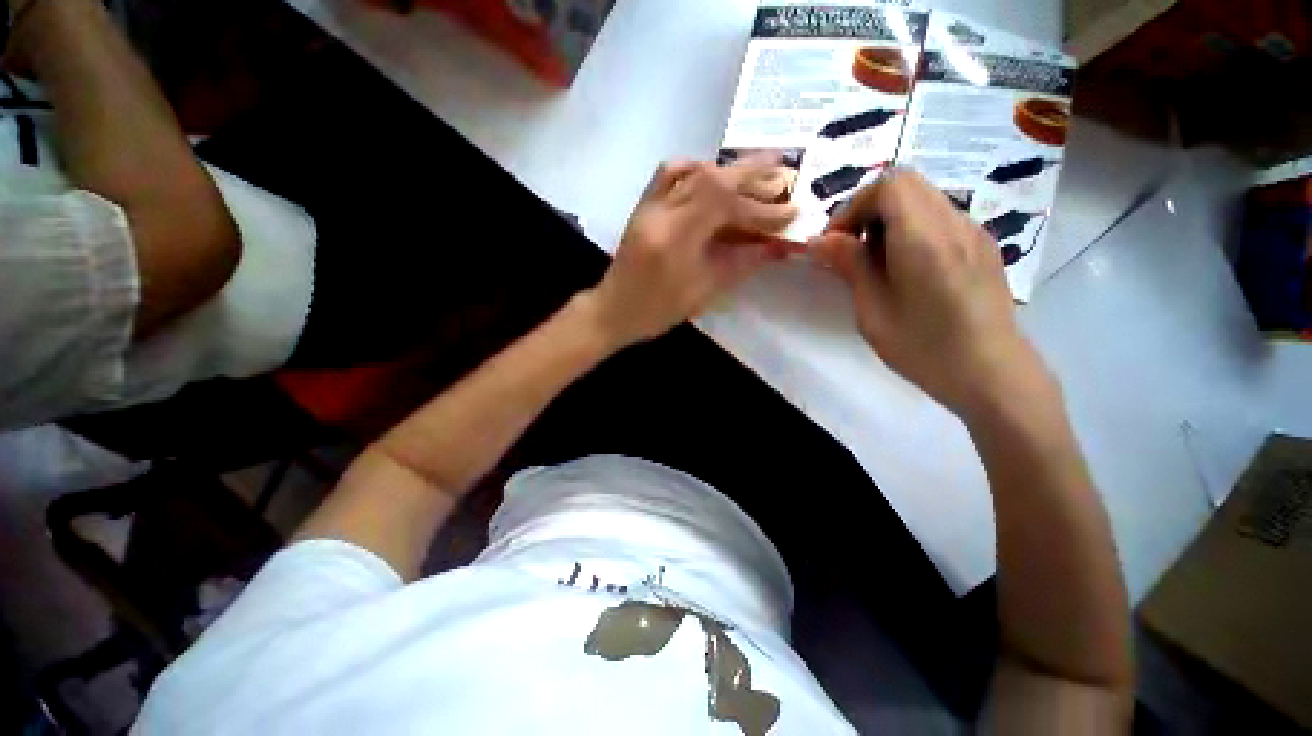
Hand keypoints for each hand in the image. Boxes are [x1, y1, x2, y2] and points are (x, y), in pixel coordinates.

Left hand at [587, 158, 797, 347]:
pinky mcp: (643, 205)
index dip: (760, 208)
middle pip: (708, 178)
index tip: (789, 213)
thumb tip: (775, 246)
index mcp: (673, 238)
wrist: (614, 309)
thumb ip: (740, 263)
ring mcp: (647, 205)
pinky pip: (670, 173)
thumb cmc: (658, 310)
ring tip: (754, 173)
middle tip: (784, 170)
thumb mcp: (703, 291)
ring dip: (726, 169)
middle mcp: (659, 211)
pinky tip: (712, 179)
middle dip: (751, 173)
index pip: (724, 206)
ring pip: (690, 170)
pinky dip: (697, 169)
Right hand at [811, 169, 1050, 415]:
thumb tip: (820, 240)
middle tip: (851, 249)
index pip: (889, 185)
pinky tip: (905, 269)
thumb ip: (849, 266)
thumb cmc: (924, 348)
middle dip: (867, 209)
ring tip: (875, 263)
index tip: (835, 242)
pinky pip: (939, 217)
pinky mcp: (981, 245)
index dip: (853, 206)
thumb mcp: (872, 311)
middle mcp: (954, 223)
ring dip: (888, 219)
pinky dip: (911, 229)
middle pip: (905, 184)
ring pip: (922, 198)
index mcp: (925, 238)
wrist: (992, 374)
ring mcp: (973, 232)